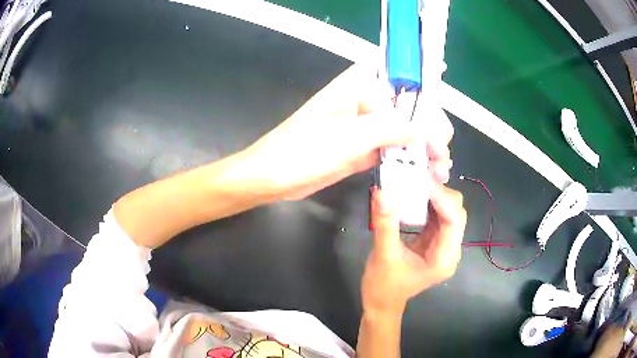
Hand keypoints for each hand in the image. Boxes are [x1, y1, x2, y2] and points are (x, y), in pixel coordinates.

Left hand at [242, 64, 453, 200]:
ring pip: (405, 129)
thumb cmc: (302, 151)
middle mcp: (366, 101)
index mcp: (359, 85)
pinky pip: (394, 149)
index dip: (422, 79)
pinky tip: (427, 170)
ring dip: (425, 146)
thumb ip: (388, 128)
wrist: (275, 178)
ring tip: (441, 167)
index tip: (441, 90)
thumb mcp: (347, 137)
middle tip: (442, 150)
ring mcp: (367, 126)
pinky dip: (410, 159)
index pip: (399, 74)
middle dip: (430, 125)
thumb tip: (422, 128)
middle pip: (409, 105)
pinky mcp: (365, 148)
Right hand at [361, 182, 466, 313]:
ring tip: (414, 181)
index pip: (454, 220)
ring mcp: (443, 244)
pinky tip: (413, 194)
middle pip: (456, 212)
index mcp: (444, 258)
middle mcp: (450, 249)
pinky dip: (426, 202)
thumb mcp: (383, 256)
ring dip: (433, 195)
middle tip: (416, 178)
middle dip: (439, 193)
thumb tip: (382, 192)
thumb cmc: (383, 287)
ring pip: (447, 211)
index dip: (441, 197)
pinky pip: (436, 215)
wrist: (381, 303)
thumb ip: (385, 224)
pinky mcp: (433, 240)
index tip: (421, 180)